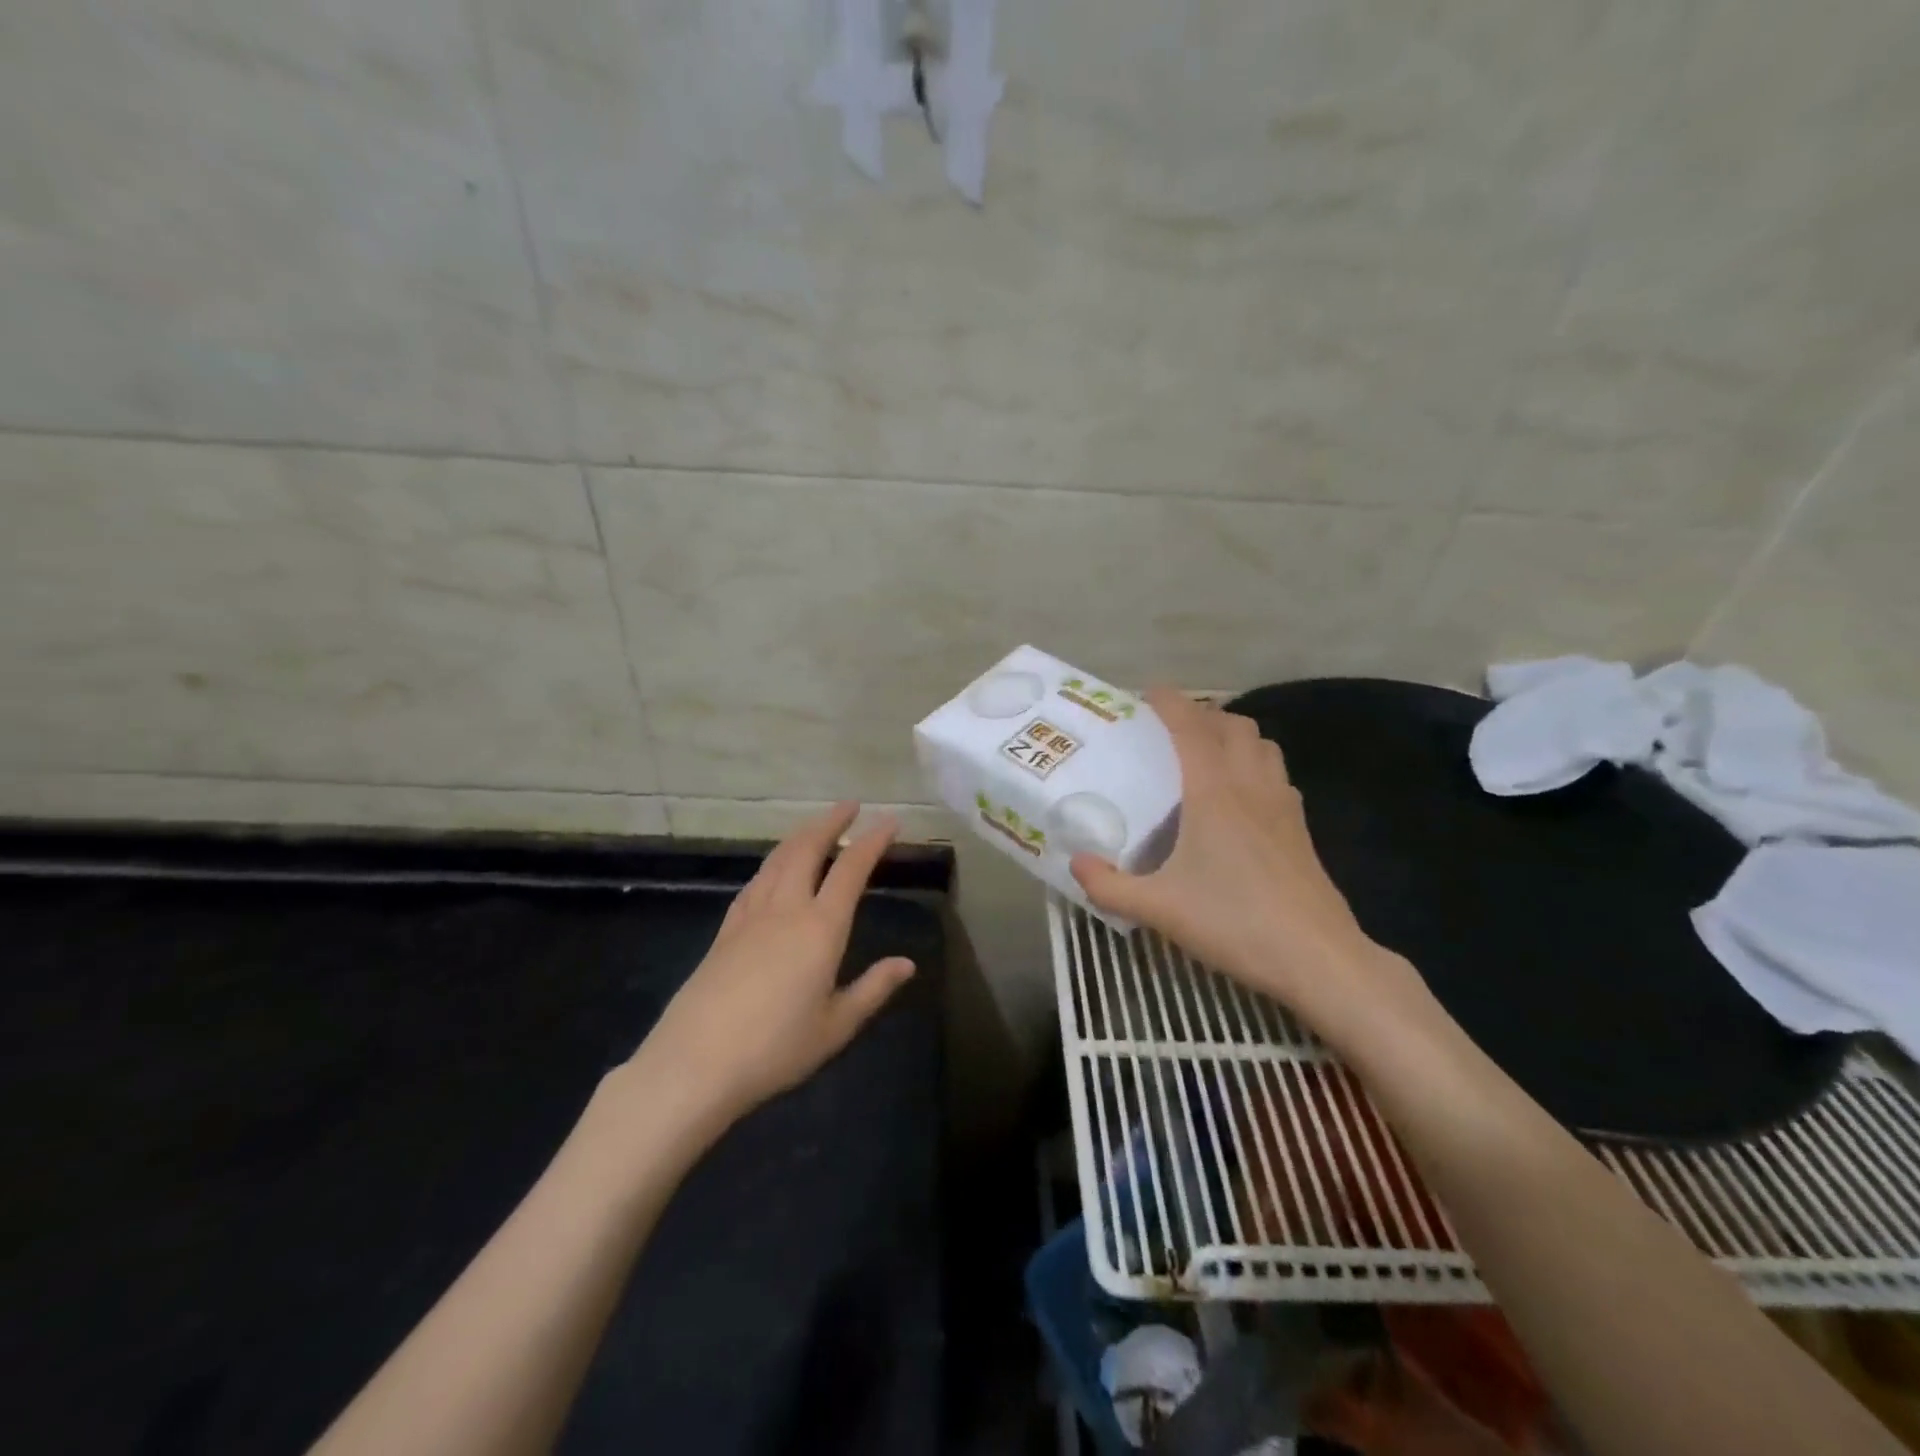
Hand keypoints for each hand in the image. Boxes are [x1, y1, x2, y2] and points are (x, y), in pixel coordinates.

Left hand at [631, 803, 914, 1133]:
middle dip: (830, 822)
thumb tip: (907, 964)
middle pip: (808, 849)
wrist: (694, 1064)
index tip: (889, 821)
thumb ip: (873, 989)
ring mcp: (750, 917)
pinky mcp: (725, 931)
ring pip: (778, 859)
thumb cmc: (775, 1048)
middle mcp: (786, 909)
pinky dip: (773, 862)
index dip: (872, 841)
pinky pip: (755, 881)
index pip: (851, 870)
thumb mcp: (835, 1026)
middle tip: (849, 806)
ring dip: (800, 835)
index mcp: (820, 928)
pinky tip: (774, 869)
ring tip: (816, 826)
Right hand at [1070, 689, 1408, 1045]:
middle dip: (1202, 715)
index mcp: (1214, 792)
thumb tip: (1074, 864)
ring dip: (1235, 736)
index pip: (1191, 727)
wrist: (1317, 958)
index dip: (1169, 702)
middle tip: (1171, 731)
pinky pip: (1277, 775)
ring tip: (1206, 755)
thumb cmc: (1234, 923)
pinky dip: (1256, 766)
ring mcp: (1283, 806)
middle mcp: (1251, 786)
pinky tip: (1241, 798)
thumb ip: (1109, 886)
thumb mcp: (1159, 909)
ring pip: (1263, 745)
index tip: (1146, 694)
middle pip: (1234, 726)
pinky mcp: (1300, 829)